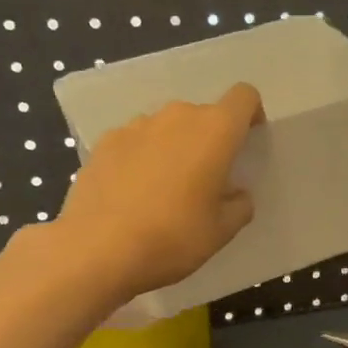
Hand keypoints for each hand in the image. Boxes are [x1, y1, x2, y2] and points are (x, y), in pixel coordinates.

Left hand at [57, 84, 265, 299]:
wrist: (97, 250)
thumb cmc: (173, 238)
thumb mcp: (221, 232)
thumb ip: (239, 206)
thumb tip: (236, 194)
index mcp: (214, 132)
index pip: (243, 97)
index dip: (250, 114)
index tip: (247, 141)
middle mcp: (176, 117)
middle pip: (203, 115)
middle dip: (210, 140)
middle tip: (207, 180)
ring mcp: (136, 126)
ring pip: (168, 127)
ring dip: (175, 148)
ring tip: (167, 189)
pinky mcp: (105, 142)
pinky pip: (136, 141)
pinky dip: (143, 158)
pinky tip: (134, 194)